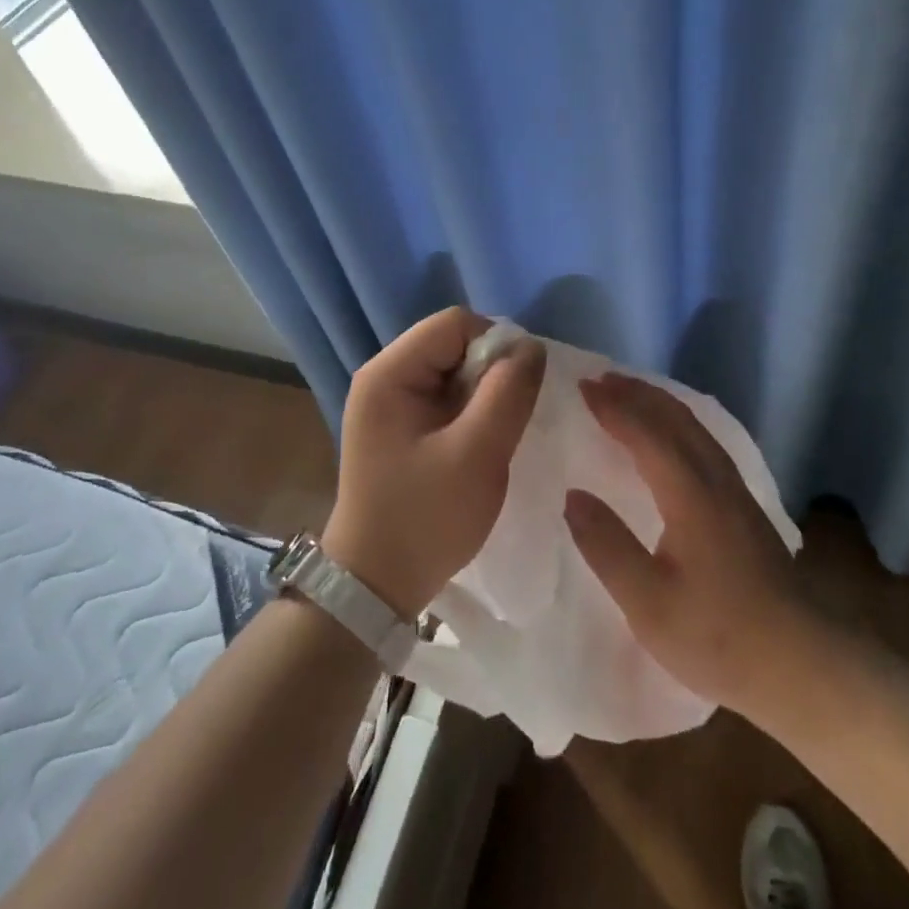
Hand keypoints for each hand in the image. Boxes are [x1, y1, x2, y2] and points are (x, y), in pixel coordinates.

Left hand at [323, 308, 545, 618]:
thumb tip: (531, 347)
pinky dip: (472, 413)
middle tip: (504, 423)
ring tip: (492, 439)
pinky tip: (479, 446)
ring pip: (456, 371)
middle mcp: (386, 376)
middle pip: (455, 344)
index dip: (495, 346)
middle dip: (490, 374)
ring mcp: (392, 402)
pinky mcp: (403, 426)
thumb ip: (508, 392)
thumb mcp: (476, 454)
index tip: (515, 392)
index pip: (456, 323)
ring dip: (484, 396)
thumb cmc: (424, 519)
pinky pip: (448, 397)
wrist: (376, 584)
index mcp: (390, 373)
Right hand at [564, 373, 812, 713]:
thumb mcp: (648, 603)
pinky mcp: (745, 506)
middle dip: (636, 393)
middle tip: (599, 379)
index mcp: (690, 495)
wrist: (802, 664)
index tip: (583, 386)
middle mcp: (715, 479)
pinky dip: (677, 422)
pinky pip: (704, 441)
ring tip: (628, 394)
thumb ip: (607, 545)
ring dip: (658, 403)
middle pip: (675, 418)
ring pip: (695, 427)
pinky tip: (670, 434)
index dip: (614, 407)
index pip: (647, 433)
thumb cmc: (718, 637)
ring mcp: (736, 491)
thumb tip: (572, 495)